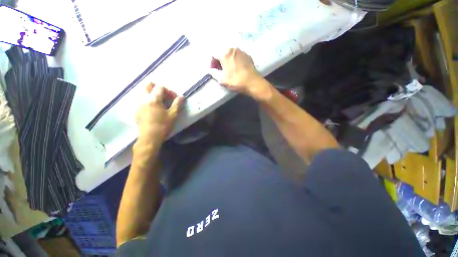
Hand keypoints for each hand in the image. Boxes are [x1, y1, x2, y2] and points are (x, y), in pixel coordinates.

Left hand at [135, 83, 183, 143]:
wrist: (149, 138)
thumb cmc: (163, 126)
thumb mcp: (173, 115)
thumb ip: (177, 104)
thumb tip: (182, 96)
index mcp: (153, 99)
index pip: (160, 87)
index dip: (168, 90)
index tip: (174, 97)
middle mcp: (144, 99)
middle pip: (147, 85)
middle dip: (157, 88)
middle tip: (165, 96)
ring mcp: (138, 104)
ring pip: (143, 92)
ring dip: (152, 93)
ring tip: (161, 102)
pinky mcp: (136, 110)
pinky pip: (141, 100)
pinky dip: (148, 100)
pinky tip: (154, 109)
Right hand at [210, 48, 268, 100]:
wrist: (252, 83)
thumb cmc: (236, 81)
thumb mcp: (222, 80)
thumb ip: (214, 73)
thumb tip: (210, 70)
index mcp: (224, 53)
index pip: (213, 54)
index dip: (212, 63)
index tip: (214, 71)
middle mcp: (233, 49)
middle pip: (222, 52)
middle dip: (219, 61)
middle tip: (221, 70)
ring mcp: (241, 51)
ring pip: (230, 54)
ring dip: (227, 60)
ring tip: (229, 70)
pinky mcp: (248, 55)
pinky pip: (238, 56)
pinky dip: (235, 61)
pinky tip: (237, 69)